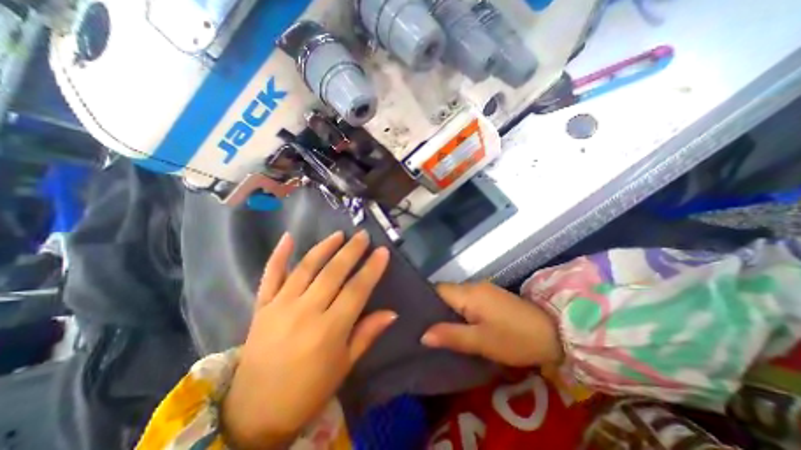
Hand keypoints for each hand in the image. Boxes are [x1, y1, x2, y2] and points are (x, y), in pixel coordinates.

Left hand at [219, 230, 395, 447]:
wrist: (255, 412)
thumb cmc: (309, 390)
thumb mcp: (344, 365)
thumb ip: (367, 334)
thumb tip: (392, 313)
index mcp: (329, 330)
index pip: (356, 290)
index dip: (372, 269)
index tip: (382, 251)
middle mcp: (305, 312)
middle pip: (333, 273)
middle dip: (351, 251)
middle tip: (363, 235)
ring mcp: (280, 306)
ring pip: (306, 267)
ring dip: (324, 247)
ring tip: (339, 234)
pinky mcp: (262, 306)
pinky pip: (271, 275)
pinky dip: (279, 255)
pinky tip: (288, 237)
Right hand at [420, 283, 561, 366]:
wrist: (554, 333)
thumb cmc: (515, 338)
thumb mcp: (481, 341)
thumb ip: (451, 336)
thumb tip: (423, 335)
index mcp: (468, 293)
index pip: (437, 289)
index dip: (425, 301)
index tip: (414, 317)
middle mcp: (473, 286)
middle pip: (446, 292)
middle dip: (434, 308)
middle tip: (423, 327)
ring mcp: (483, 289)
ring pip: (456, 296)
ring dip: (447, 310)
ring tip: (437, 328)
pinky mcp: (491, 296)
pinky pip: (467, 300)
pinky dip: (459, 310)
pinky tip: (458, 324)